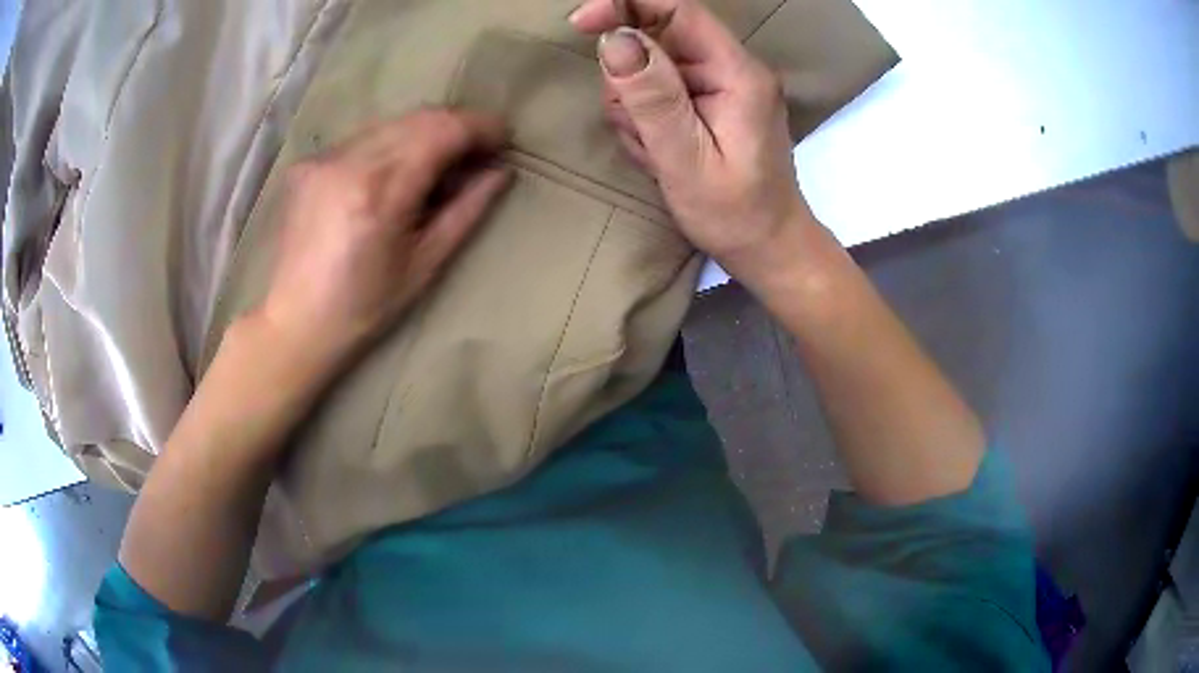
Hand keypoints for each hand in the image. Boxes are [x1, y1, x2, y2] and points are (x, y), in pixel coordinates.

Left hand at [260, 108, 511, 371]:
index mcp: (380, 192)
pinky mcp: (308, 163)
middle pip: (419, 117)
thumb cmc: (363, 307)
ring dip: (425, 134)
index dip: (480, 127)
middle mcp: (349, 161)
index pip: (442, 131)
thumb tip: (500, 173)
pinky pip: (363, 138)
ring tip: (439, 165)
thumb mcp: (424, 265)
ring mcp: (324, 158)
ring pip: (391, 122)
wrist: (295, 321)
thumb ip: (465, 211)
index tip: (503, 139)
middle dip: (457, 127)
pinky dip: (391, 145)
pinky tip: (395, 174)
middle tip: (477, 154)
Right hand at [570, 0, 814, 284]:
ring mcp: (721, 84)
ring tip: (656, 152)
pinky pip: (658, 91)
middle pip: (657, 40)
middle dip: (631, 83)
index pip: (678, 11)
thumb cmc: (736, 214)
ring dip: (636, 107)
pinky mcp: (709, 100)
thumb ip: (652, 97)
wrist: (769, 247)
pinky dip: (646, 119)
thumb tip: (613, 39)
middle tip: (643, 133)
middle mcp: (733, 68)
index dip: (626, 5)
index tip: (581, 21)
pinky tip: (660, 152)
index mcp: (738, 73)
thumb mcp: (686, 160)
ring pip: (649, 68)